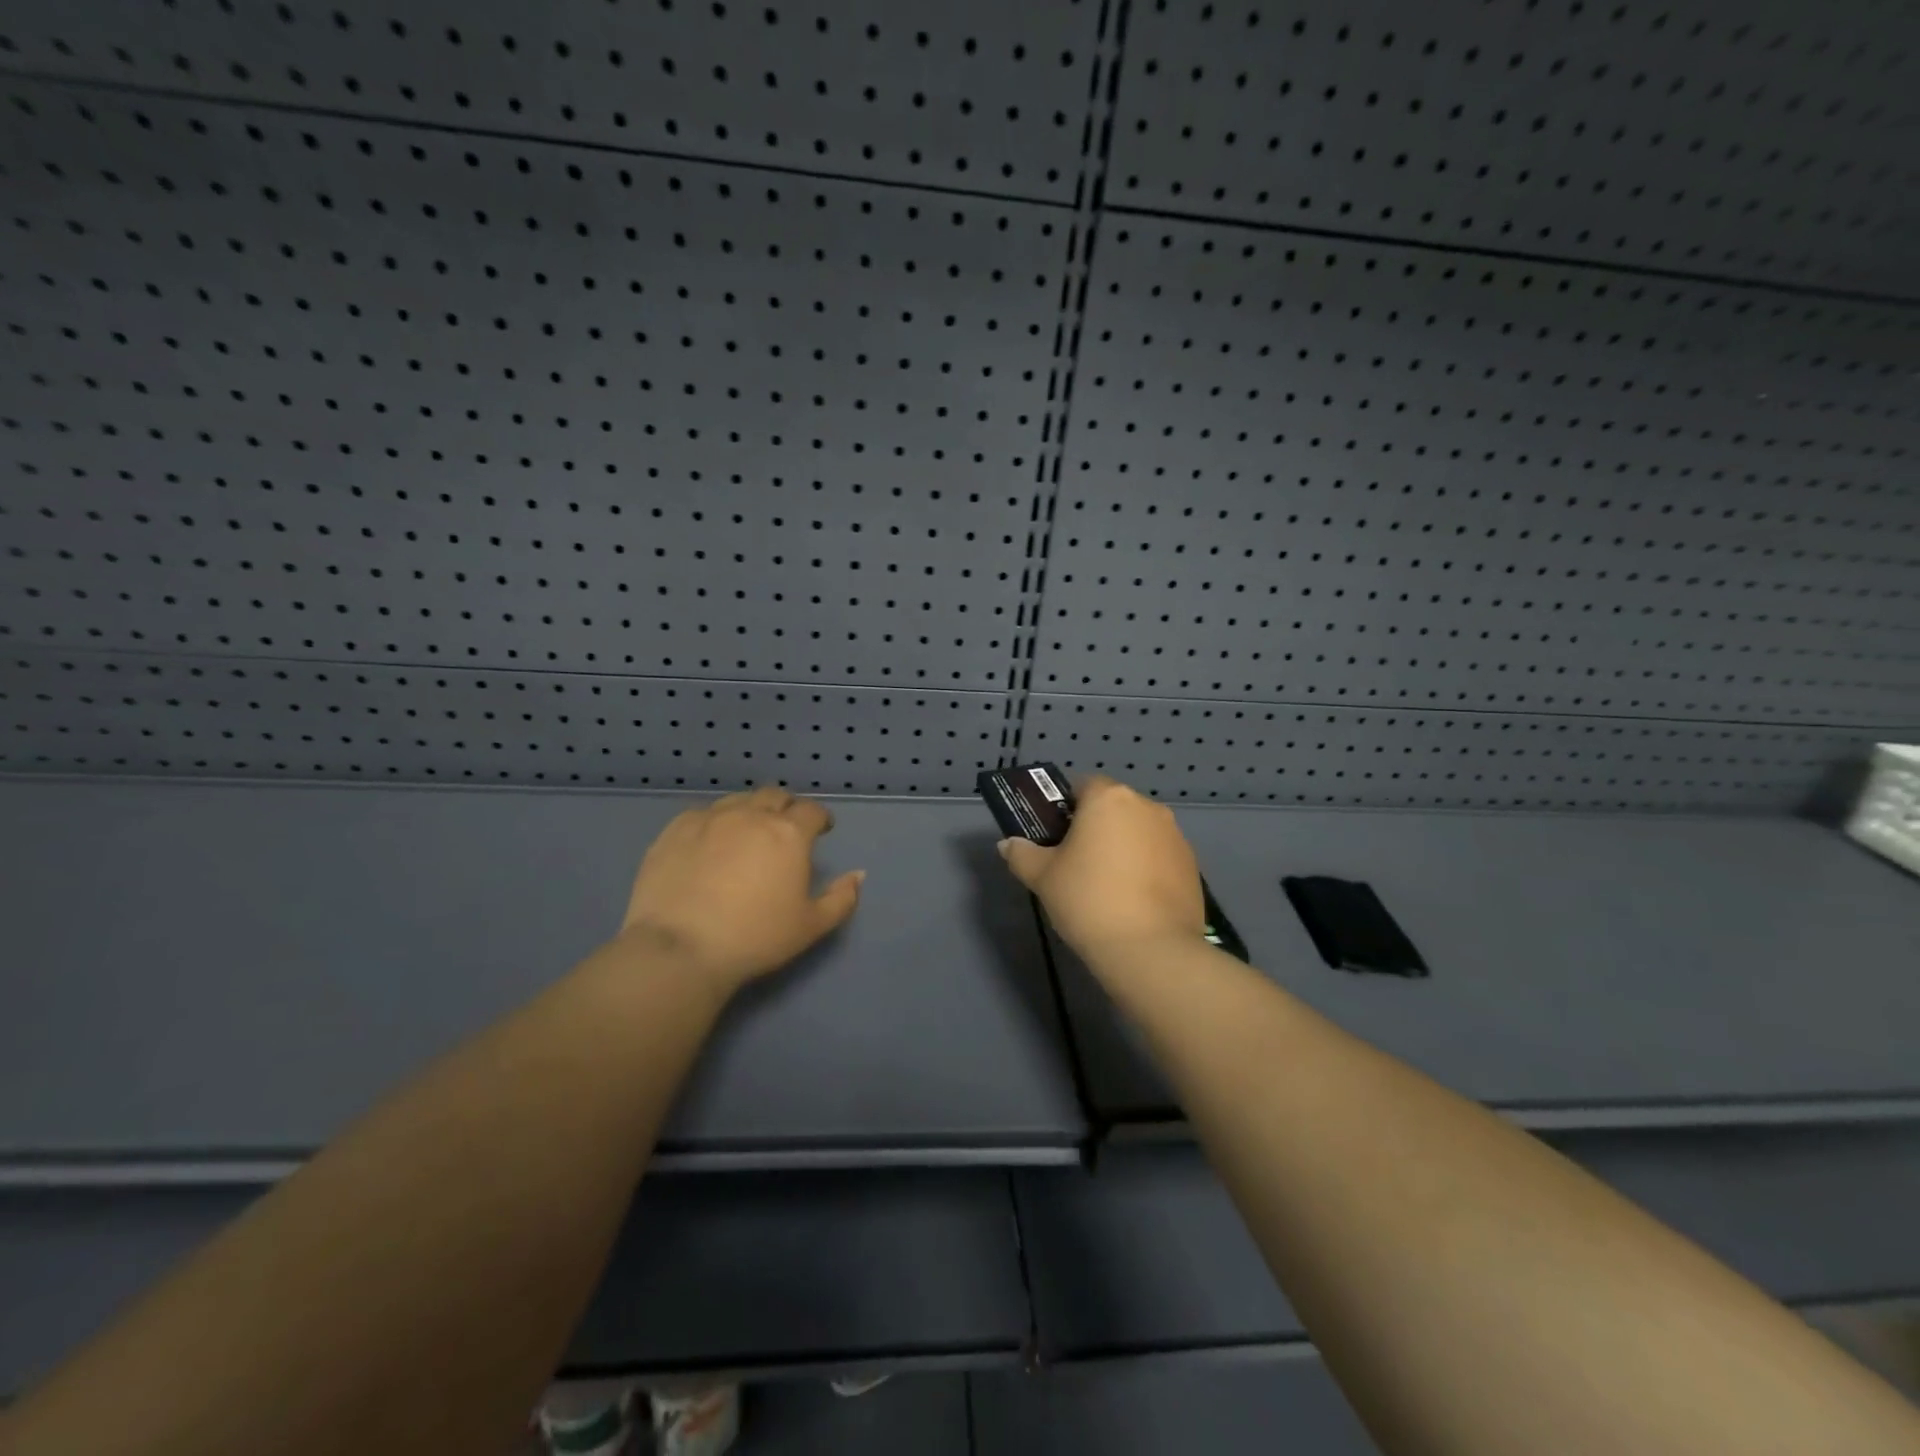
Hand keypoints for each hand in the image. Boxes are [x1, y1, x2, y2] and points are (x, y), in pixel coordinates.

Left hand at [618, 785, 863, 993]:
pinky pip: (702, 814)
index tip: (821, 830)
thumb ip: (842, 898)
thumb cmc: (755, 938)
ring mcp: (710, 819)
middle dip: (786, 808)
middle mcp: (751, 815)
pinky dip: (714, 822)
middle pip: (775, 796)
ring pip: (738, 800)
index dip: (820, 818)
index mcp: (789, 834)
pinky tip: (709, 842)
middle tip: (785, 829)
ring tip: (747, 832)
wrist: (681, 949)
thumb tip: (858, 875)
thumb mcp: (811, 926)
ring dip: (750, 810)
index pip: (812, 811)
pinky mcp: (675, 830)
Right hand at [997, 774, 1203, 962]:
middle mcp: (1147, 807)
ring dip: (1123, 846)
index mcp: (1109, 799)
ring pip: (1139, 831)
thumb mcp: (1042, 877)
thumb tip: (1008, 844)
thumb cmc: (1088, 900)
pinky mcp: (1192, 866)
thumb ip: (1022, 854)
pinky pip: (1159, 856)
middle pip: (1114, 807)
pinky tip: (1134, 901)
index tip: (1056, 836)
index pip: (1083, 785)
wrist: (1151, 949)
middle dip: (1096, 827)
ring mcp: (1175, 836)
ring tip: (1107, 886)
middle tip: (1076, 862)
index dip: (1066, 807)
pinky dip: (1146, 868)